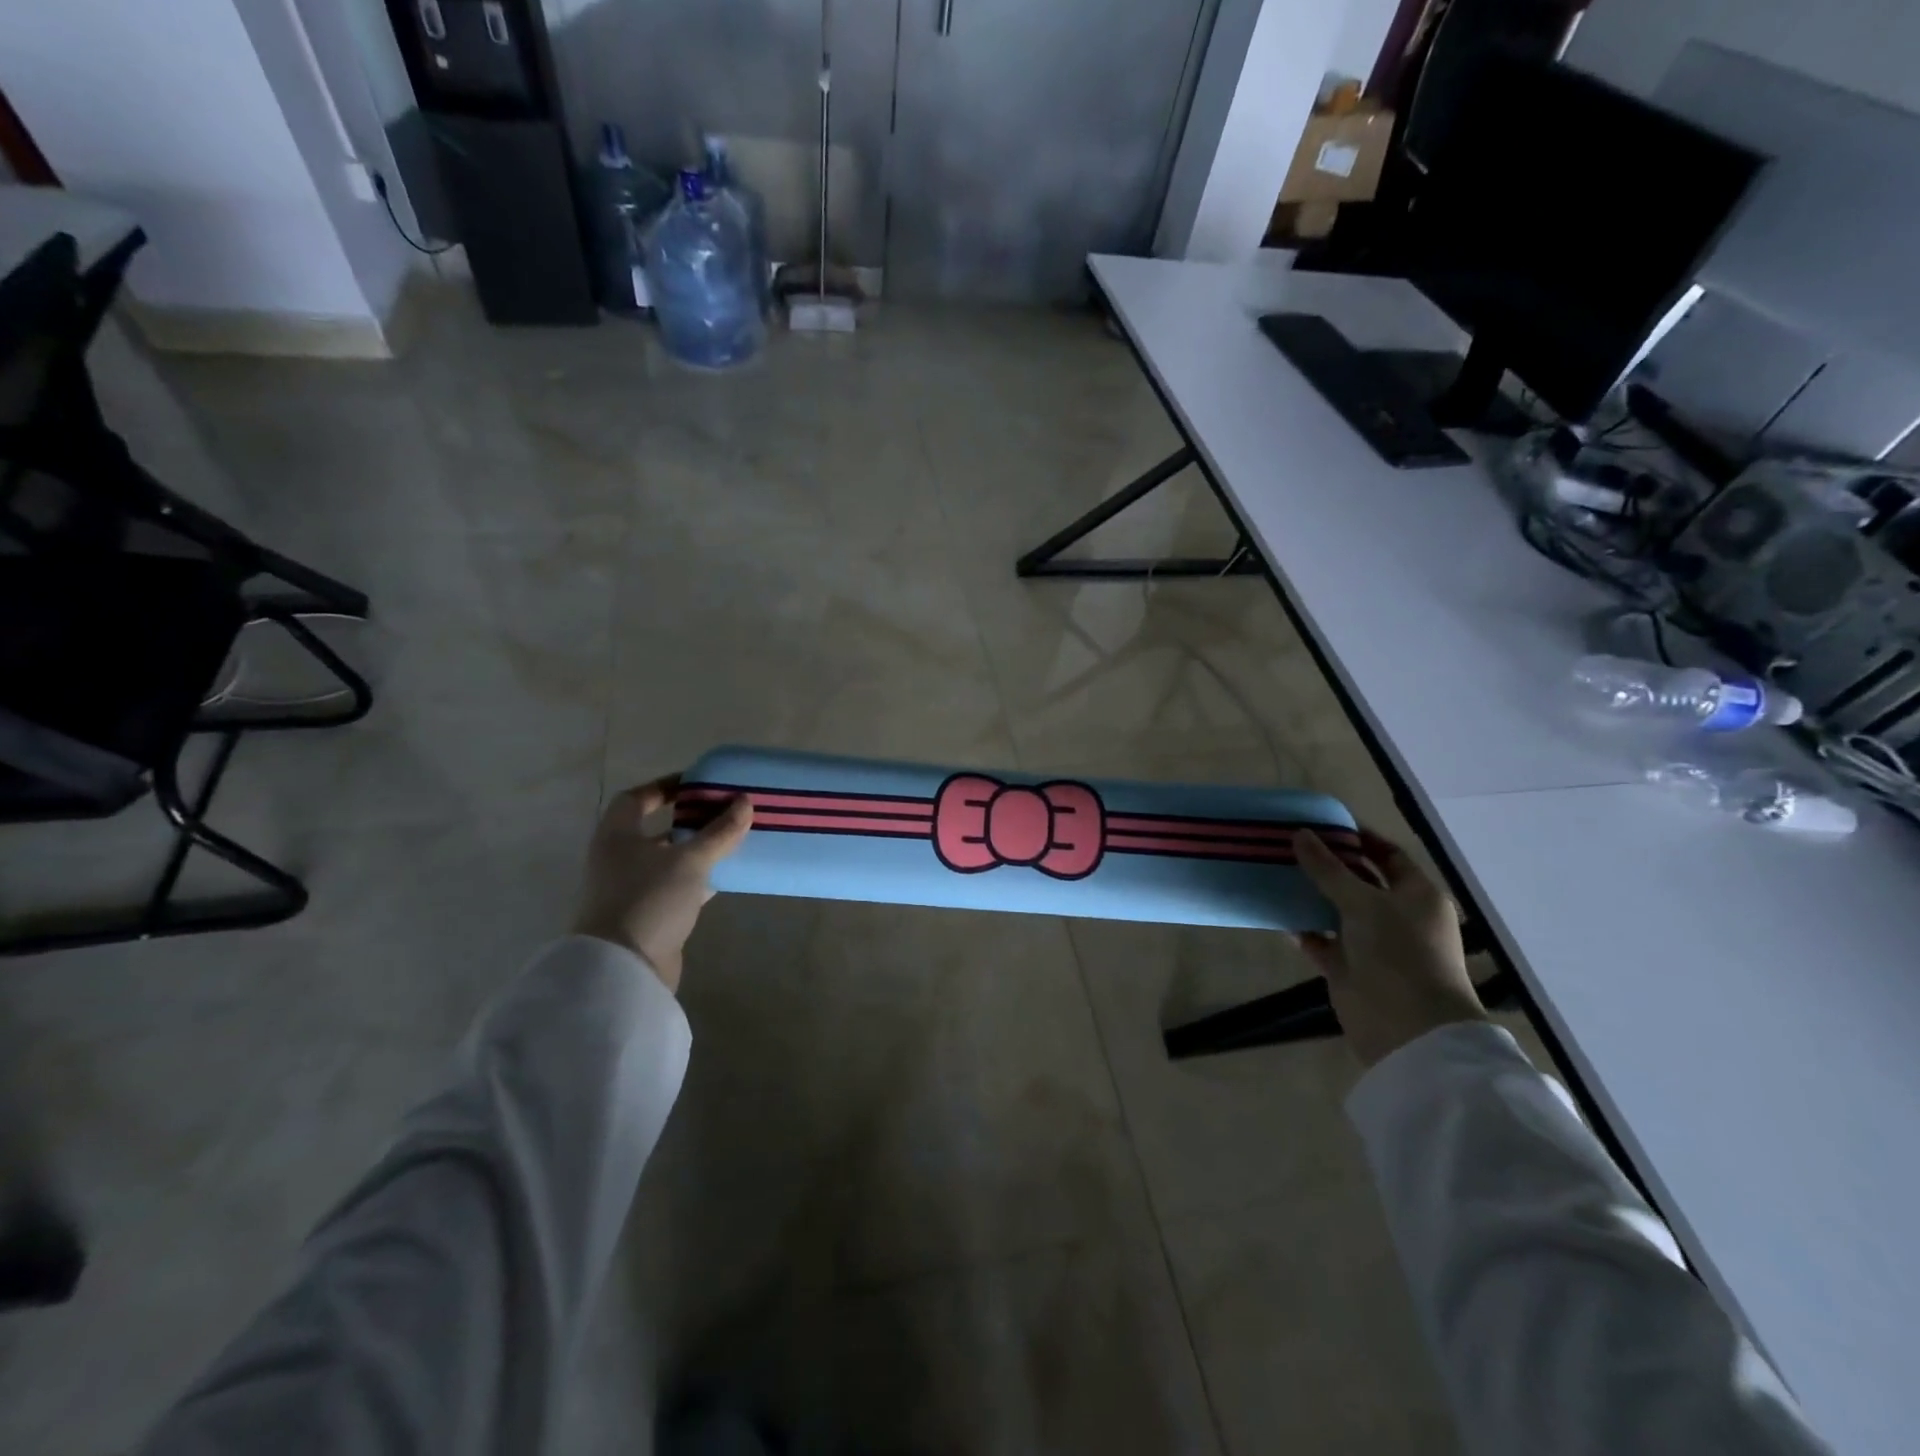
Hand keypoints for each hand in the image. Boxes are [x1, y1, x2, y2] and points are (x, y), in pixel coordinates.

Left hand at [572, 777, 752, 993]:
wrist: (624, 970)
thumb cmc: (649, 899)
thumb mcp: (689, 860)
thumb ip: (719, 831)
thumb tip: (745, 802)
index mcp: (618, 836)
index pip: (637, 799)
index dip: (666, 787)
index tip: (699, 783)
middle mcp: (620, 859)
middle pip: (657, 829)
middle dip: (691, 820)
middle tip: (726, 811)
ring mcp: (633, 889)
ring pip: (671, 860)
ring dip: (699, 850)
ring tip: (734, 839)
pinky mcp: (650, 915)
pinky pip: (679, 886)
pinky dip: (701, 879)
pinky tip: (728, 875)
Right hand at [1294, 829, 1487, 1068]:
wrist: (1407, 1028)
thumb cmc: (1398, 953)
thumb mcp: (1363, 902)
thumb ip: (1328, 868)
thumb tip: (1300, 834)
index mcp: (1416, 895)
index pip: (1388, 855)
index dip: (1359, 838)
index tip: (1322, 825)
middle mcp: (1397, 915)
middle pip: (1358, 881)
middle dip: (1327, 865)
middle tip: (1288, 844)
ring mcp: (1372, 943)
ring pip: (1336, 910)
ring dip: (1310, 896)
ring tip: (1275, 872)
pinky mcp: (1348, 967)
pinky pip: (1320, 940)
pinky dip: (1301, 929)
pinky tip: (1276, 913)